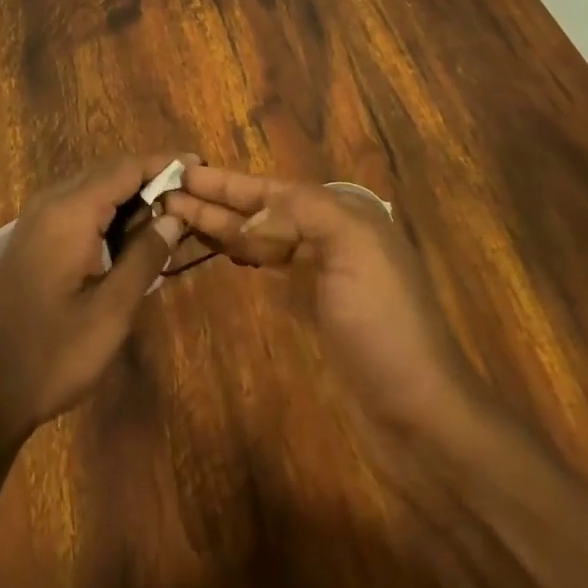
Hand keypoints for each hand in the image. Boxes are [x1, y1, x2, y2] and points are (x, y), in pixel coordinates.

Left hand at [0, 154, 196, 439]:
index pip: (126, 168)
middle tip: (190, 196)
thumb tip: (173, 218)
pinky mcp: (32, 238)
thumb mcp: (111, 311)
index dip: (164, 164)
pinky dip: (108, 210)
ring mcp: (37, 219)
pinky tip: (129, 235)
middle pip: (109, 172)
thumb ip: (144, 257)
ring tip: (168, 215)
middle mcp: (51, 203)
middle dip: (150, 178)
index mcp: (71, 212)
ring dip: (130, 195)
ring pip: (93, 188)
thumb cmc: (53, 354)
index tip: (200, 165)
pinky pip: (77, 206)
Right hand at [163, 168, 479, 443]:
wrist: (419, 414)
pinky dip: (245, 255)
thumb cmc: (384, 324)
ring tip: (182, 215)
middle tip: (169, 193)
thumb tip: (249, 220)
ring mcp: (324, 275)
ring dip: (225, 225)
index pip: (274, 188)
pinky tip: (224, 249)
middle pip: (264, 211)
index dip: (228, 182)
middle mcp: (333, 236)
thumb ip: (300, 213)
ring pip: (264, 238)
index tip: (186, 172)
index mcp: (345, 213)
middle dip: (218, 201)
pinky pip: (271, 269)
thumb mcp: (352, 247)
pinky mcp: (315, 311)